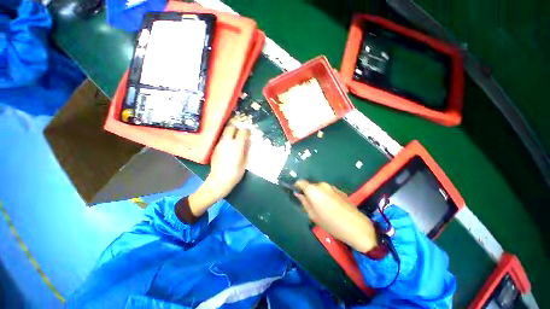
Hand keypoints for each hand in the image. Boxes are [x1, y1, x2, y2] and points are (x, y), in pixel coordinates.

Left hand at [188, 126, 250, 217]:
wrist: (219, 180)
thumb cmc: (236, 173)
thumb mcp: (245, 161)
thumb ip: (247, 149)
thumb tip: (248, 141)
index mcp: (237, 145)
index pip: (243, 131)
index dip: (247, 131)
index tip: (248, 134)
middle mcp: (227, 142)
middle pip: (231, 127)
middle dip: (236, 129)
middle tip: (240, 134)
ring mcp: (219, 144)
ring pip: (225, 133)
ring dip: (231, 134)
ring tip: (235, 141)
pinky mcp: (215, 148)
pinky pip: (222, 140)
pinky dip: (226, 140)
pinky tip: (228, 148)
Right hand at [295, 180, 377, 251]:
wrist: (356, 226)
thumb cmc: (331, 223)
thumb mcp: (313, 215)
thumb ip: (304, 202)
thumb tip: (298, 194)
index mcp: (314, 190)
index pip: (301, 182)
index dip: (297, 186)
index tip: (297, 193)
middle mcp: (322, 185)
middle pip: (311, 186)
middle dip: (308, 192)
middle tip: (310, 204)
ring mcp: (332, 187)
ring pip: (320, 188)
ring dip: (318, 195)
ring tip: (322, 207)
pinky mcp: (340, 190)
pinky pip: (328, 191)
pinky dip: (326, 196)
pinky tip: (331, 207)